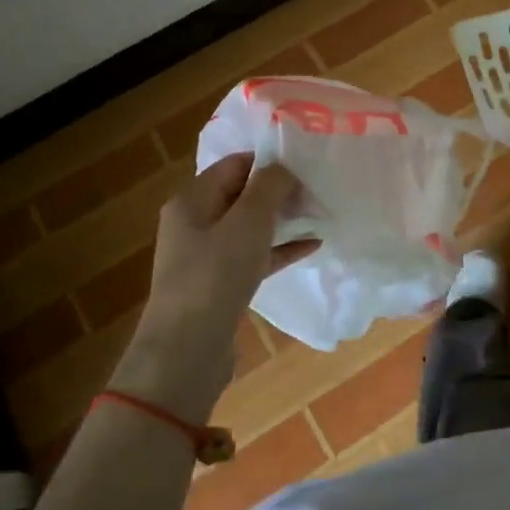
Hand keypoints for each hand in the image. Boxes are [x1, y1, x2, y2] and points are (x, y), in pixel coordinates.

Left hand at [118, 154, 315, 421]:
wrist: (188, 348)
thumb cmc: (216, 273)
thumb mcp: (248, 221)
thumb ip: (269, 187)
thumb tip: (284, 169)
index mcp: (192, 200)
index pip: (234, 165)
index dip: (269, 162)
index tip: (307, 165)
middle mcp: (195, 223)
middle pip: (242, 195)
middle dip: (280, 192)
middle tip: (319, 191)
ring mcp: (206, 256)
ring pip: (250, 228)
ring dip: (283, 220)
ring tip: (321, 215)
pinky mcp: (220, 285)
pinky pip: (254, 256)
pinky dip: (280, 249)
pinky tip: (313, 246)